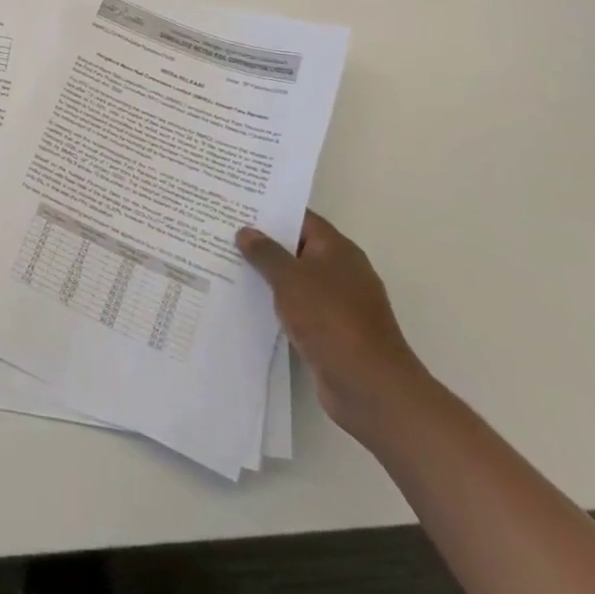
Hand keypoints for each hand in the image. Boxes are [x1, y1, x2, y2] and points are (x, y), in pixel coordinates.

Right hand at [237, 212, 430, 445]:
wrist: (369, 387)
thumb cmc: (331, 320)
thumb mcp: (290, 279)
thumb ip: (266, 253)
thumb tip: (247, 231)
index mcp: (338, 250)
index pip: (301, 219)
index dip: (270, 211)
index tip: (238, 206)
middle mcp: (342, 272)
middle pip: (298, 248)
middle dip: (264, 243)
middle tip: (224, 234)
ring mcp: (339, 304)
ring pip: (297, 280)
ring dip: (269, 276)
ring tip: (227, 265)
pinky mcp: (332, 332)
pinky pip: (299, 308)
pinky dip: (277, 304)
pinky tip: (249, 303)